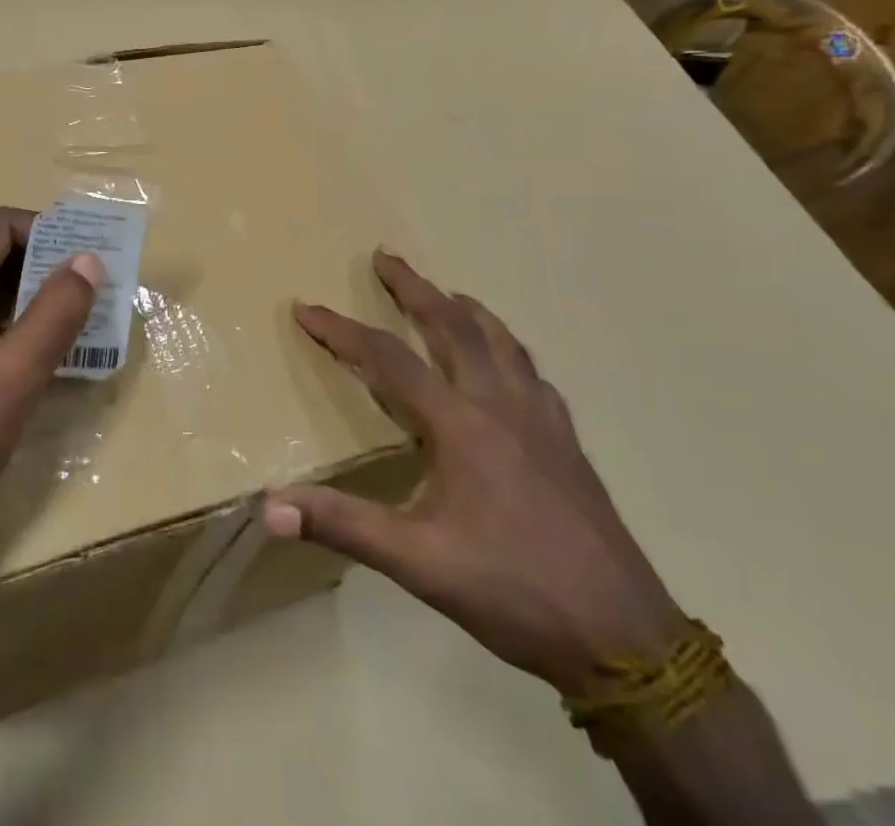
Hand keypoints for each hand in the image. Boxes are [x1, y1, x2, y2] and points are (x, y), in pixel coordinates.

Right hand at [264, 252, 685, 694]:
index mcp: (460, 424)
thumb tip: (269, 507)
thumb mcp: (418, 563)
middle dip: (414, 288)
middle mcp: (500, 404)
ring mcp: (542, 420)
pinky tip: (509, 366)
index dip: (341, 331)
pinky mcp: (568, 443)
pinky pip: (532, 373)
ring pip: (501, 342)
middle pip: (452, 326)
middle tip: (386, 256)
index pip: (387, 359)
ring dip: (466, 309)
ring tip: (448, 293)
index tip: (305, 307)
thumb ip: (343, 526)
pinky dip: (509, 350)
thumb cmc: (513, 591)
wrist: (625, 638)